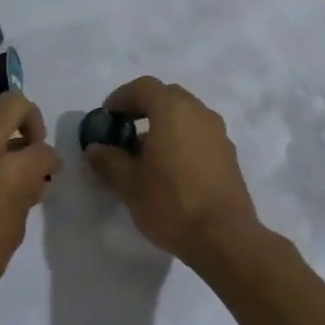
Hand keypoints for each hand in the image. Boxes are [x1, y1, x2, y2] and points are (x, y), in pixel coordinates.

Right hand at [83, 77, 261, 266]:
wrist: (224, 237)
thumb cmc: (171, 204)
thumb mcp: (130, 184)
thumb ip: (109, 160)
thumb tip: (96, 148)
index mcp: (173, 111)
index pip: (143, 87)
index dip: (121, 97)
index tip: (107, 117)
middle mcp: (199, 113)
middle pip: (168, 96)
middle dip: (144, 107)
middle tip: (124, 129)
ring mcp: (218, 134)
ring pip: (187, 115)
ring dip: (164, 123)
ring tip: (146, 151)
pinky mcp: (228, 155)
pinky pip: (199, 134)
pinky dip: (181, 138)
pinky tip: (170, 167)